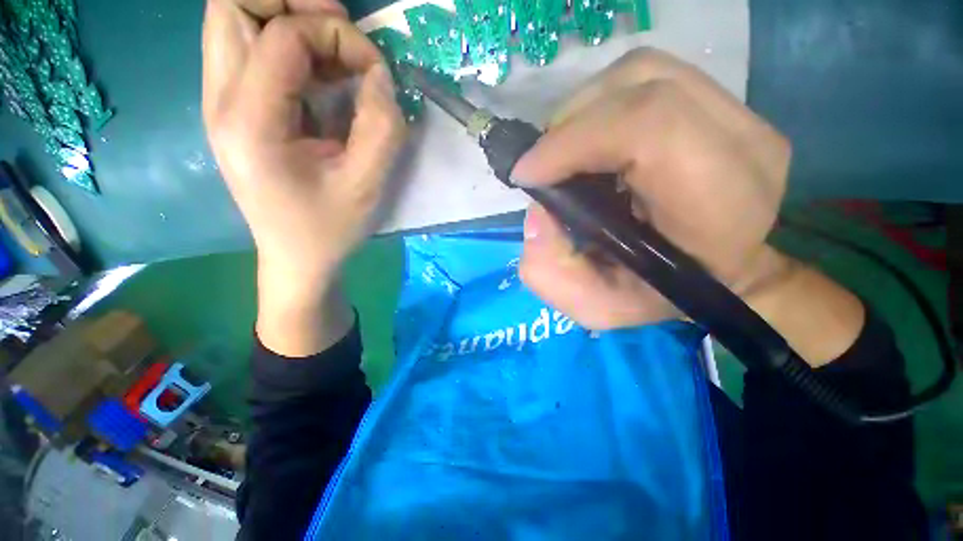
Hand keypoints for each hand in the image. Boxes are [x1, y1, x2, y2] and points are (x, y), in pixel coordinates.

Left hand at [202, 0, 404, 354]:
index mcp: (250, 122)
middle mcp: (220, 101)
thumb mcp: (368, 184)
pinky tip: (320, 72)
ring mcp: (220, 102)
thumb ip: (382, 127)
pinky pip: (247, 46)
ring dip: (287, 18)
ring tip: (333, 50)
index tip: (374, 72)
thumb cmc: (330, 229)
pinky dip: (287, 43)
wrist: (296, 257)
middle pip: (231, 3)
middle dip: (291, 2)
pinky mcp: (233, 108)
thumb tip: (378, 76)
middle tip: (338, 30)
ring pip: (234, 17)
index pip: (282, 35)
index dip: (338, 36)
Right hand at [515, 49, 862, 365]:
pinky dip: (603, 103)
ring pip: (642, 73)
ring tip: (563, 154)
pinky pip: (650, 77)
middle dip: (569, 125)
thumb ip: (551, 272)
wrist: (720, 275)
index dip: (573, 141)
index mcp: (719, 203)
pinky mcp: (724, 105)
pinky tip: (591, 141)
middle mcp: (741, 145)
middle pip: (642, 86)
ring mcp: (740, 115)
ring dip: (584, 111)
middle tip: (542, 167)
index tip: (527, 175)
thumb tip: (537, 214)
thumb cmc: (660, 297)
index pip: (649, 128)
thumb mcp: (595, 307)